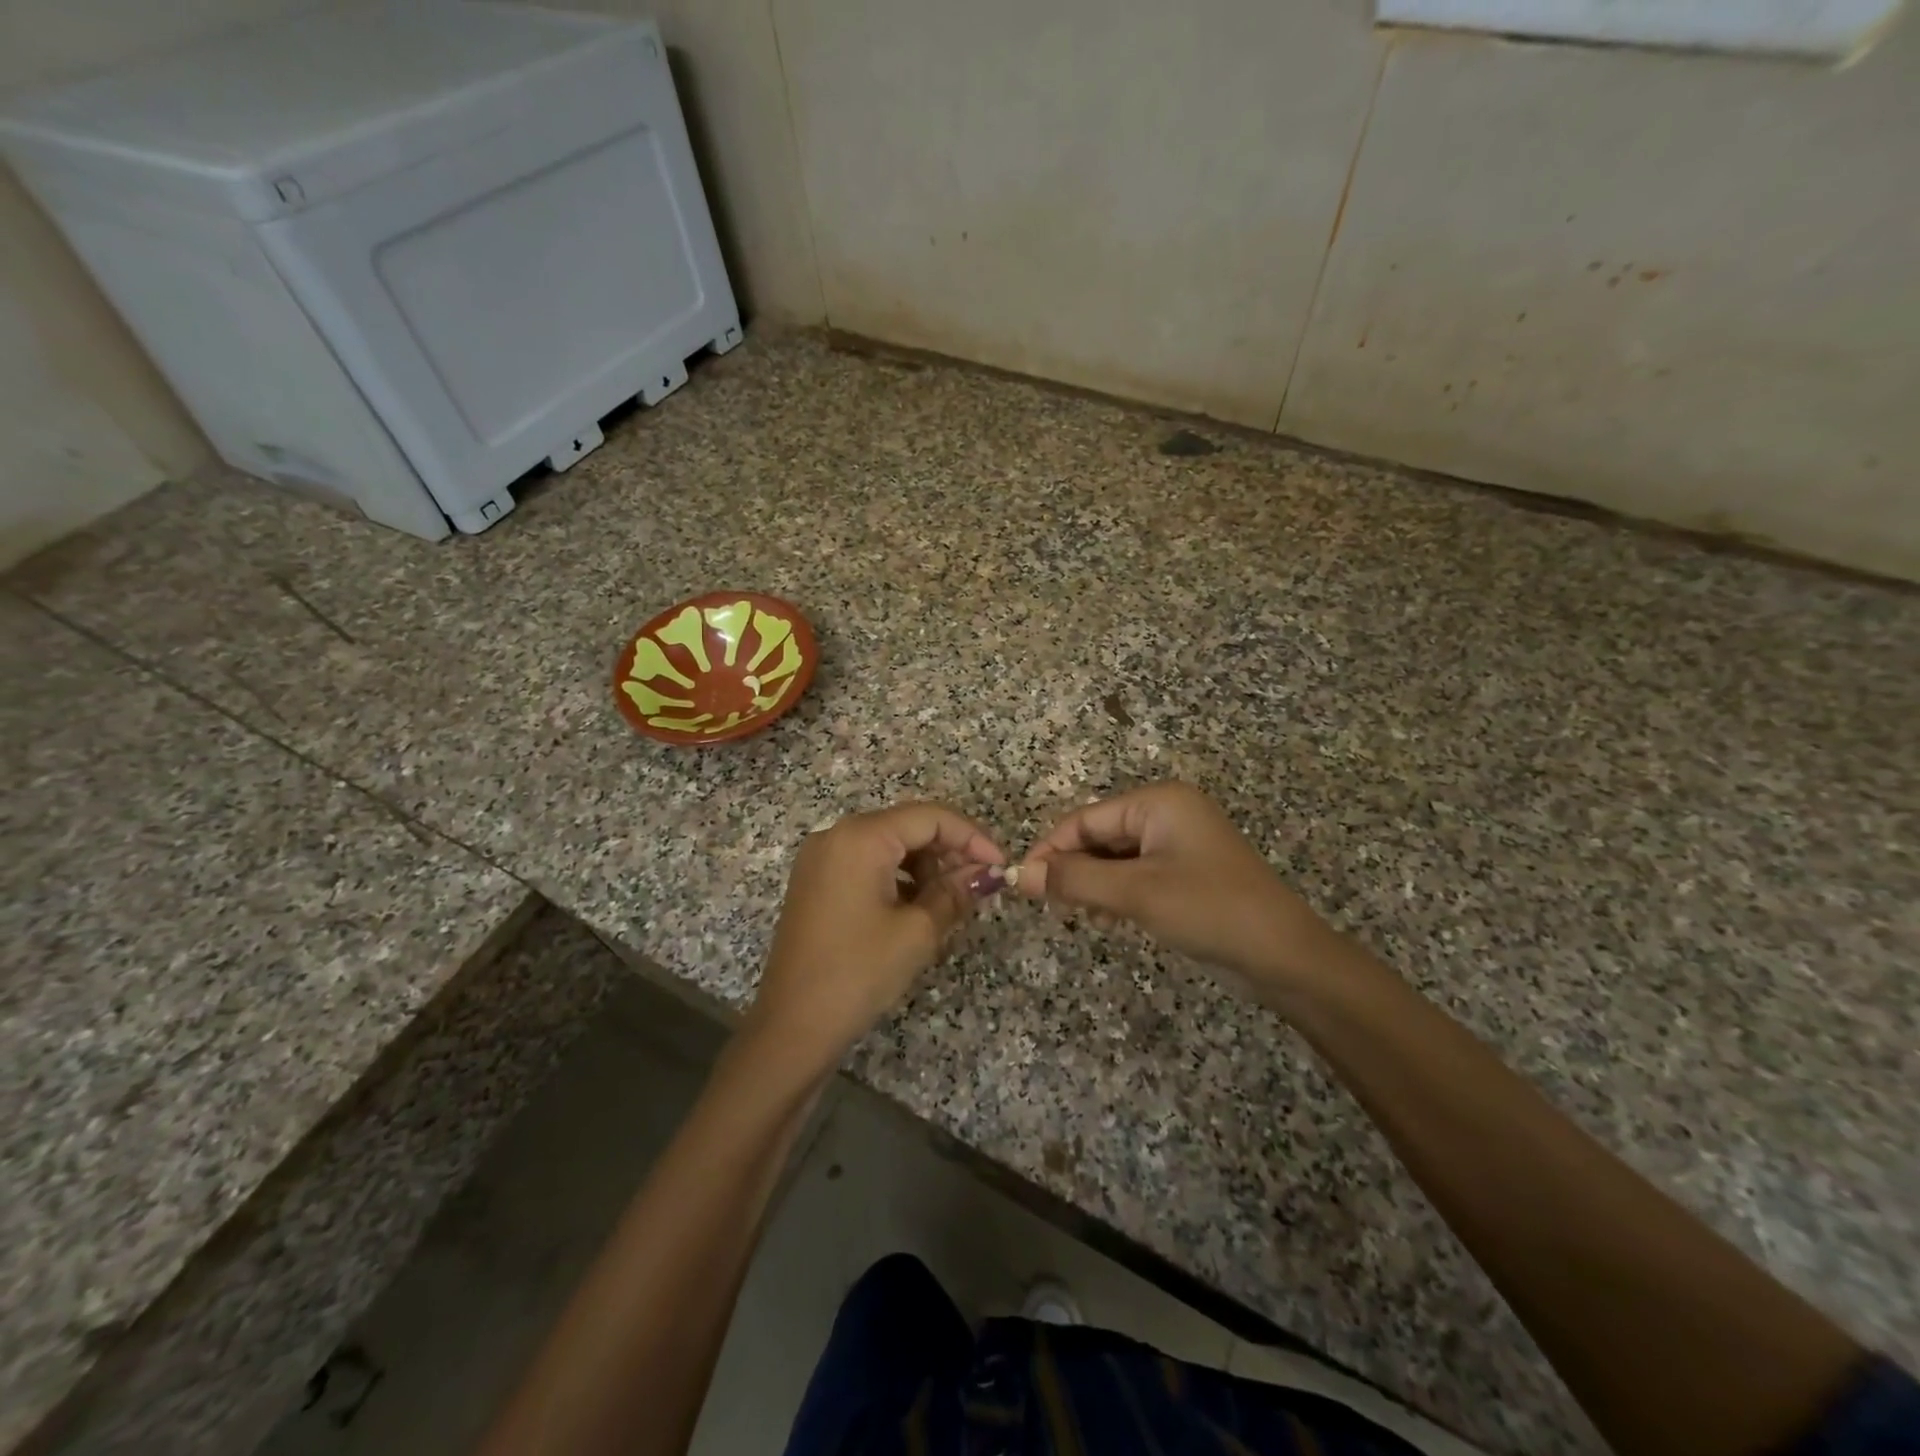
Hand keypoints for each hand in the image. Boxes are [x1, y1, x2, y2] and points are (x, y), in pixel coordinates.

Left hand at [746, 804, 1006, 1070]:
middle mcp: (837, 835)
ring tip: (953, 899)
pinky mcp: (816, 881)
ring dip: (925, 865)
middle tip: (980, 884)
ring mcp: (822, 858)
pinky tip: (918, 906)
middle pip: (907, 825)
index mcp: (861, 837)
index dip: (972, 837)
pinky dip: (898, 877)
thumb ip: (955, 893)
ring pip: (888, 844)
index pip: (930, 817)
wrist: (791, 1026)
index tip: (1000, 866)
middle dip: (949, 851)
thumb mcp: (917, 932)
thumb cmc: (858, 973)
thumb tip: (987, 874)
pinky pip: (867, 863)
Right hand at [1018, 782, 1336, 994]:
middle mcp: (1167, 814)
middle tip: (1051, 907)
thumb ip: (1075, 880)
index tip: (1022, 882)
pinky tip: (1108, 920)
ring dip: (1093, 885)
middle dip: (1074, 869)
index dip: (1051, 848)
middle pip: (1099, 835)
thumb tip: (1020, 875)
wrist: (1285, 957)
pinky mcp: (1185, 873)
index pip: (1086, 818)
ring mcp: (1178, 844)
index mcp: (1159, 802)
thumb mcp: (1136, 894)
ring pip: (1115, 858)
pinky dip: (1116, 894)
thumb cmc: (1210, 910)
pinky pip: (1135, 874)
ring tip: (1082, 916)